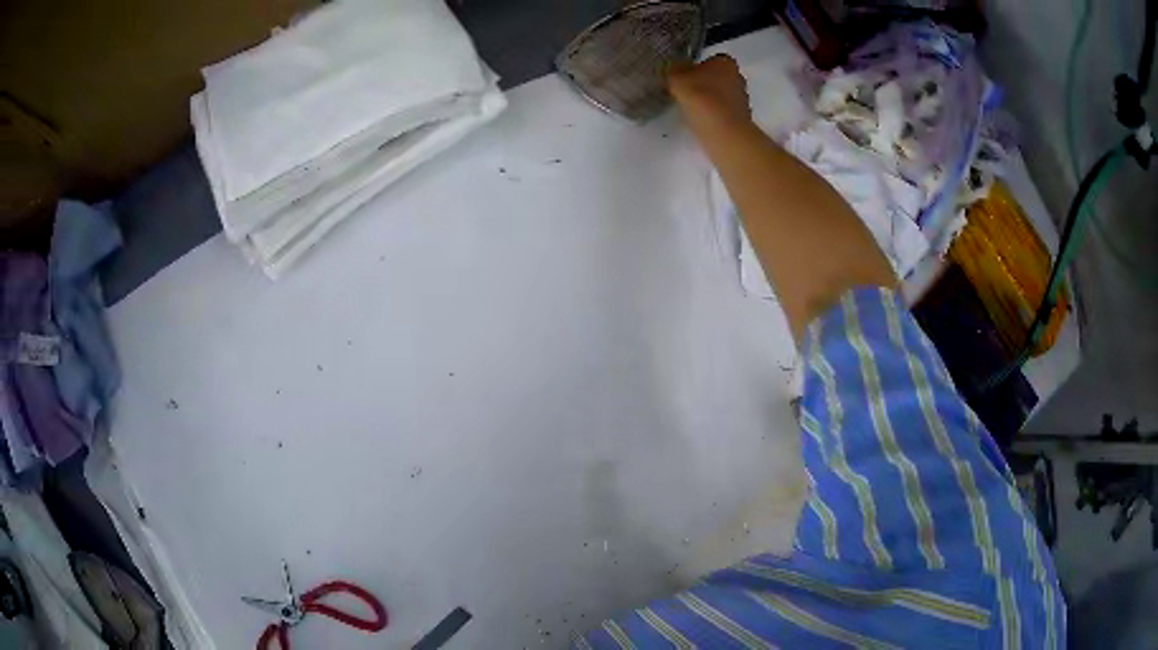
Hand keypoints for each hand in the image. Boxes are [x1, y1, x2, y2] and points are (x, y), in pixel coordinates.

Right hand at [667, 54, 751, 133]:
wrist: (723, 132)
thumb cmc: (701, 97)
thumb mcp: (677, 77)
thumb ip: (675, 69)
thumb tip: (676, 68)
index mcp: (726, 62)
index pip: (711, 59)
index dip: (697, 67)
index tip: (685, 77)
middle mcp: (738, 77)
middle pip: (717, 78)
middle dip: (704, 83)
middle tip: (686, 92)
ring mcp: (742, 100)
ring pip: (721, 96)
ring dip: (709, 101)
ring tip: (691, 109)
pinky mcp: (741, 119)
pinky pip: (722, 113)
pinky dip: (713, 116)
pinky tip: (701, 121)